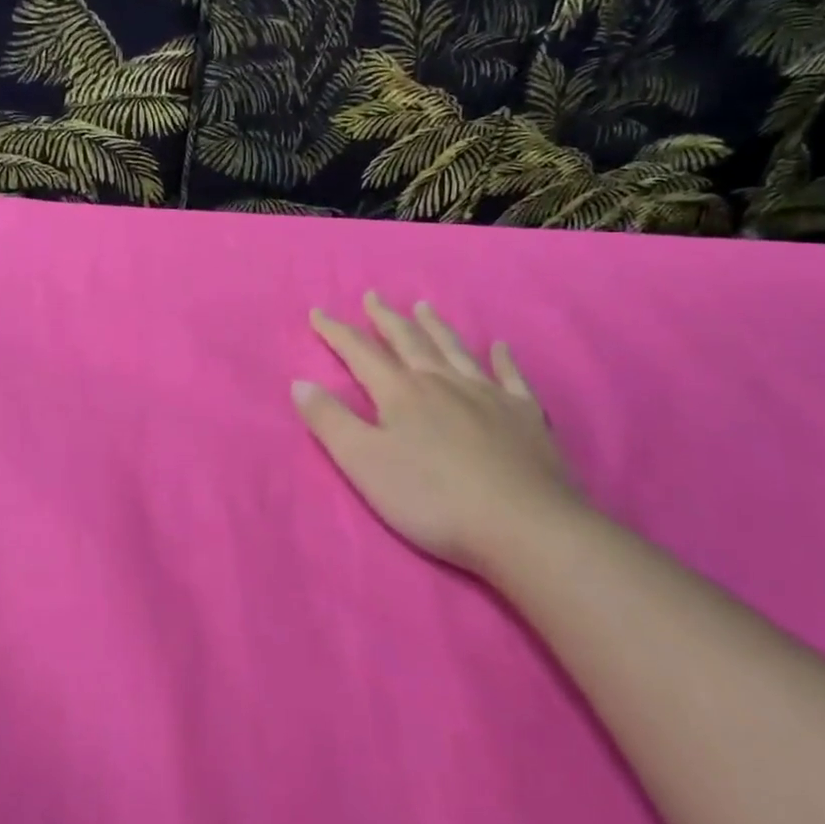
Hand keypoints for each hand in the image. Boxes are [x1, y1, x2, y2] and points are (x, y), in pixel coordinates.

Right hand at [294, 293, 577, 575]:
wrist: (524, 526)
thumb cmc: (433, 499)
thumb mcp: (364, 464)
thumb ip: (330, 422)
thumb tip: (299, 383)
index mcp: (401, 393)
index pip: (360, 352)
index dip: (336, 332)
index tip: (318, 312)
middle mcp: (442, 382)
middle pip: (409, 341)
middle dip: (386, 318)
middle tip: (373, 296)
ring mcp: (487, 395)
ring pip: (454, 350)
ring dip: (435, 327)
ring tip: (423, 307)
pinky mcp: (524, 415)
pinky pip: (511, 376)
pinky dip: (503, 358)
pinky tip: (501, 346)